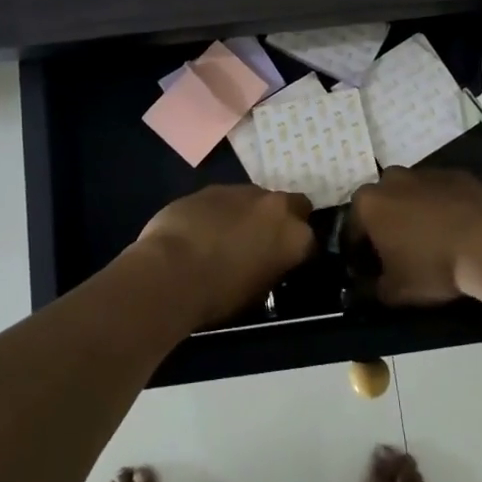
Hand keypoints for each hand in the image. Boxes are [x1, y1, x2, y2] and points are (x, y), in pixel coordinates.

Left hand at [134, 185, 314, 326]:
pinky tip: (202, 229)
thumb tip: (267, 262)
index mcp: (294, 237)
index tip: (287, 261)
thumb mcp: (258, 292)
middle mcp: (275, 206)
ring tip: (227, 235)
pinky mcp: (211, 187)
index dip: (299, 250)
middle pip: (292, 205)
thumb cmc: (218, 294)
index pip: (311, 240)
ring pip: (256, 198)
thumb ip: (272, 268)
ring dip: (249, 212)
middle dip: (282, 219)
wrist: (170, 271)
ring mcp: (241, 191)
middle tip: (264, 241)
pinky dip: (221, 210)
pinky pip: (225, 198)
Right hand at [350, 166, 481, 305]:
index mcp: (367, 204)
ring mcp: (425, 172)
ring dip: (414, 213)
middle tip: (400, 254)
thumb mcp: (395, 291)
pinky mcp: (456, 173)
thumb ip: (372, 289)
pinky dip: (442, 207)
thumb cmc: (433, 265)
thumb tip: (366, 288)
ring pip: (410, 195)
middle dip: (386, 227)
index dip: (359, 254)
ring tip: (432, 241)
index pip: (351, 230)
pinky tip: (456, 229)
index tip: (370, 271)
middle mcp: (390, 179)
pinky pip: (440, 192)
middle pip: (381, 206)